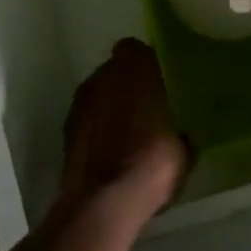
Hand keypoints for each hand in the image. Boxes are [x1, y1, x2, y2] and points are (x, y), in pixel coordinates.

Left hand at [60, 39, 189, 219]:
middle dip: (128, 84)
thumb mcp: (184, 148)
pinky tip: (111, 149)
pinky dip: (97, 128)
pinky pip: (87, 119)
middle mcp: (103, 77)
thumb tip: (182, 133)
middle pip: (114, 71)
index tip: (160, 79)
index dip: (146, 62)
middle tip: (147, 105)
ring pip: (98, 94)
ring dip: (110, 105)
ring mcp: (80, 103)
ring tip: (128, 129)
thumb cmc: (152, 162)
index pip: (135, 49)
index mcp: (135, 70)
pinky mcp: (66, 131)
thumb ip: (181, 130)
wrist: (104, 201)